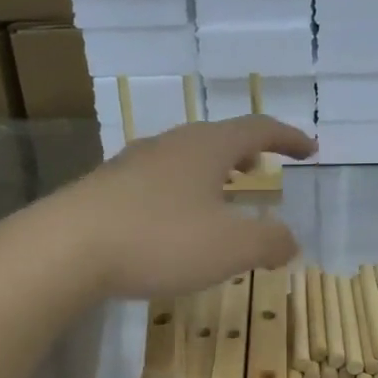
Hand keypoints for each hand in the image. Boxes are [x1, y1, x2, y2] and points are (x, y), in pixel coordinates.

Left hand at [57, 118, 315, 299]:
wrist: (66, 248)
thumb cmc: (160, 239)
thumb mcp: (230, 248)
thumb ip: (269, 242)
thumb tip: (290, 240)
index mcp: (206, 147)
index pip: (258, 129)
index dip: (288, 137)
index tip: (310, 150)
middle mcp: (170, 145)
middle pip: (218, 139)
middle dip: (247, 153)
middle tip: (262, 170)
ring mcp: (133, 164)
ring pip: (185, 160)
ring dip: (212, 174)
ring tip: (223, 197)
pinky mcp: (106, 189)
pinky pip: (158, 182)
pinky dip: (182, 194)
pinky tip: (175, 223)